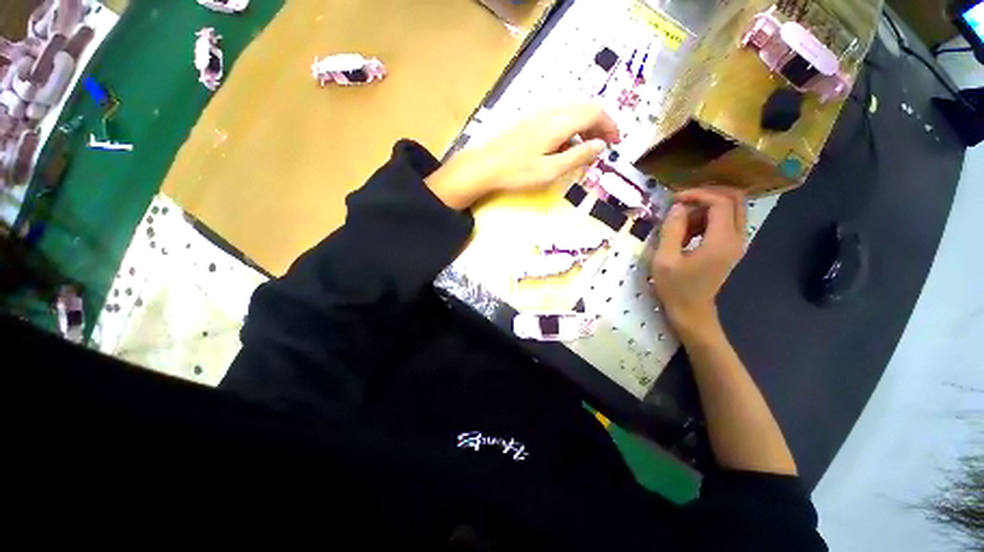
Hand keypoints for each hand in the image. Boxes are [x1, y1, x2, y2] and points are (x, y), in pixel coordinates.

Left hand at [426, 104, 620, 209]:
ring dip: (584, 129)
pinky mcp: (530, 121)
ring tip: (585, 151)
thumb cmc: (517, 172)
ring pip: (572, 114)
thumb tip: (600, 146)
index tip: (616, 143)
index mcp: (559, 122)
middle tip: (603, 148)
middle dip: (599, 126)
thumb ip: (577, 157)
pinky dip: (570, 130)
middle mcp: (552, 112)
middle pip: (585, 109)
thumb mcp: (550, 171)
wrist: (485, 166)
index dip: (610, 126)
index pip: (595, 112)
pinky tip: (564, 148)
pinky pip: (558, 119)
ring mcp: (539, 115)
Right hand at [651, 187, 746, 339]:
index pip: (720, 202)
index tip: (674, 199)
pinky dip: (707, 219)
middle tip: (681, 203)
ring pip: (730, 209)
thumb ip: (672, 229)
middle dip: (707, 195)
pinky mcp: (731, 247)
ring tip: (679, 223)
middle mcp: (737, 238)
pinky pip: (725, 222)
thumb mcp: (665, 259)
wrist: (691, 310)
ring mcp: (736, 243)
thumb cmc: (675, 287)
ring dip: (705, 208)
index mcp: (721, 241)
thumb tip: (678, 206)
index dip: (698, 194)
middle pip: (734, 200)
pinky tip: (687, 232)